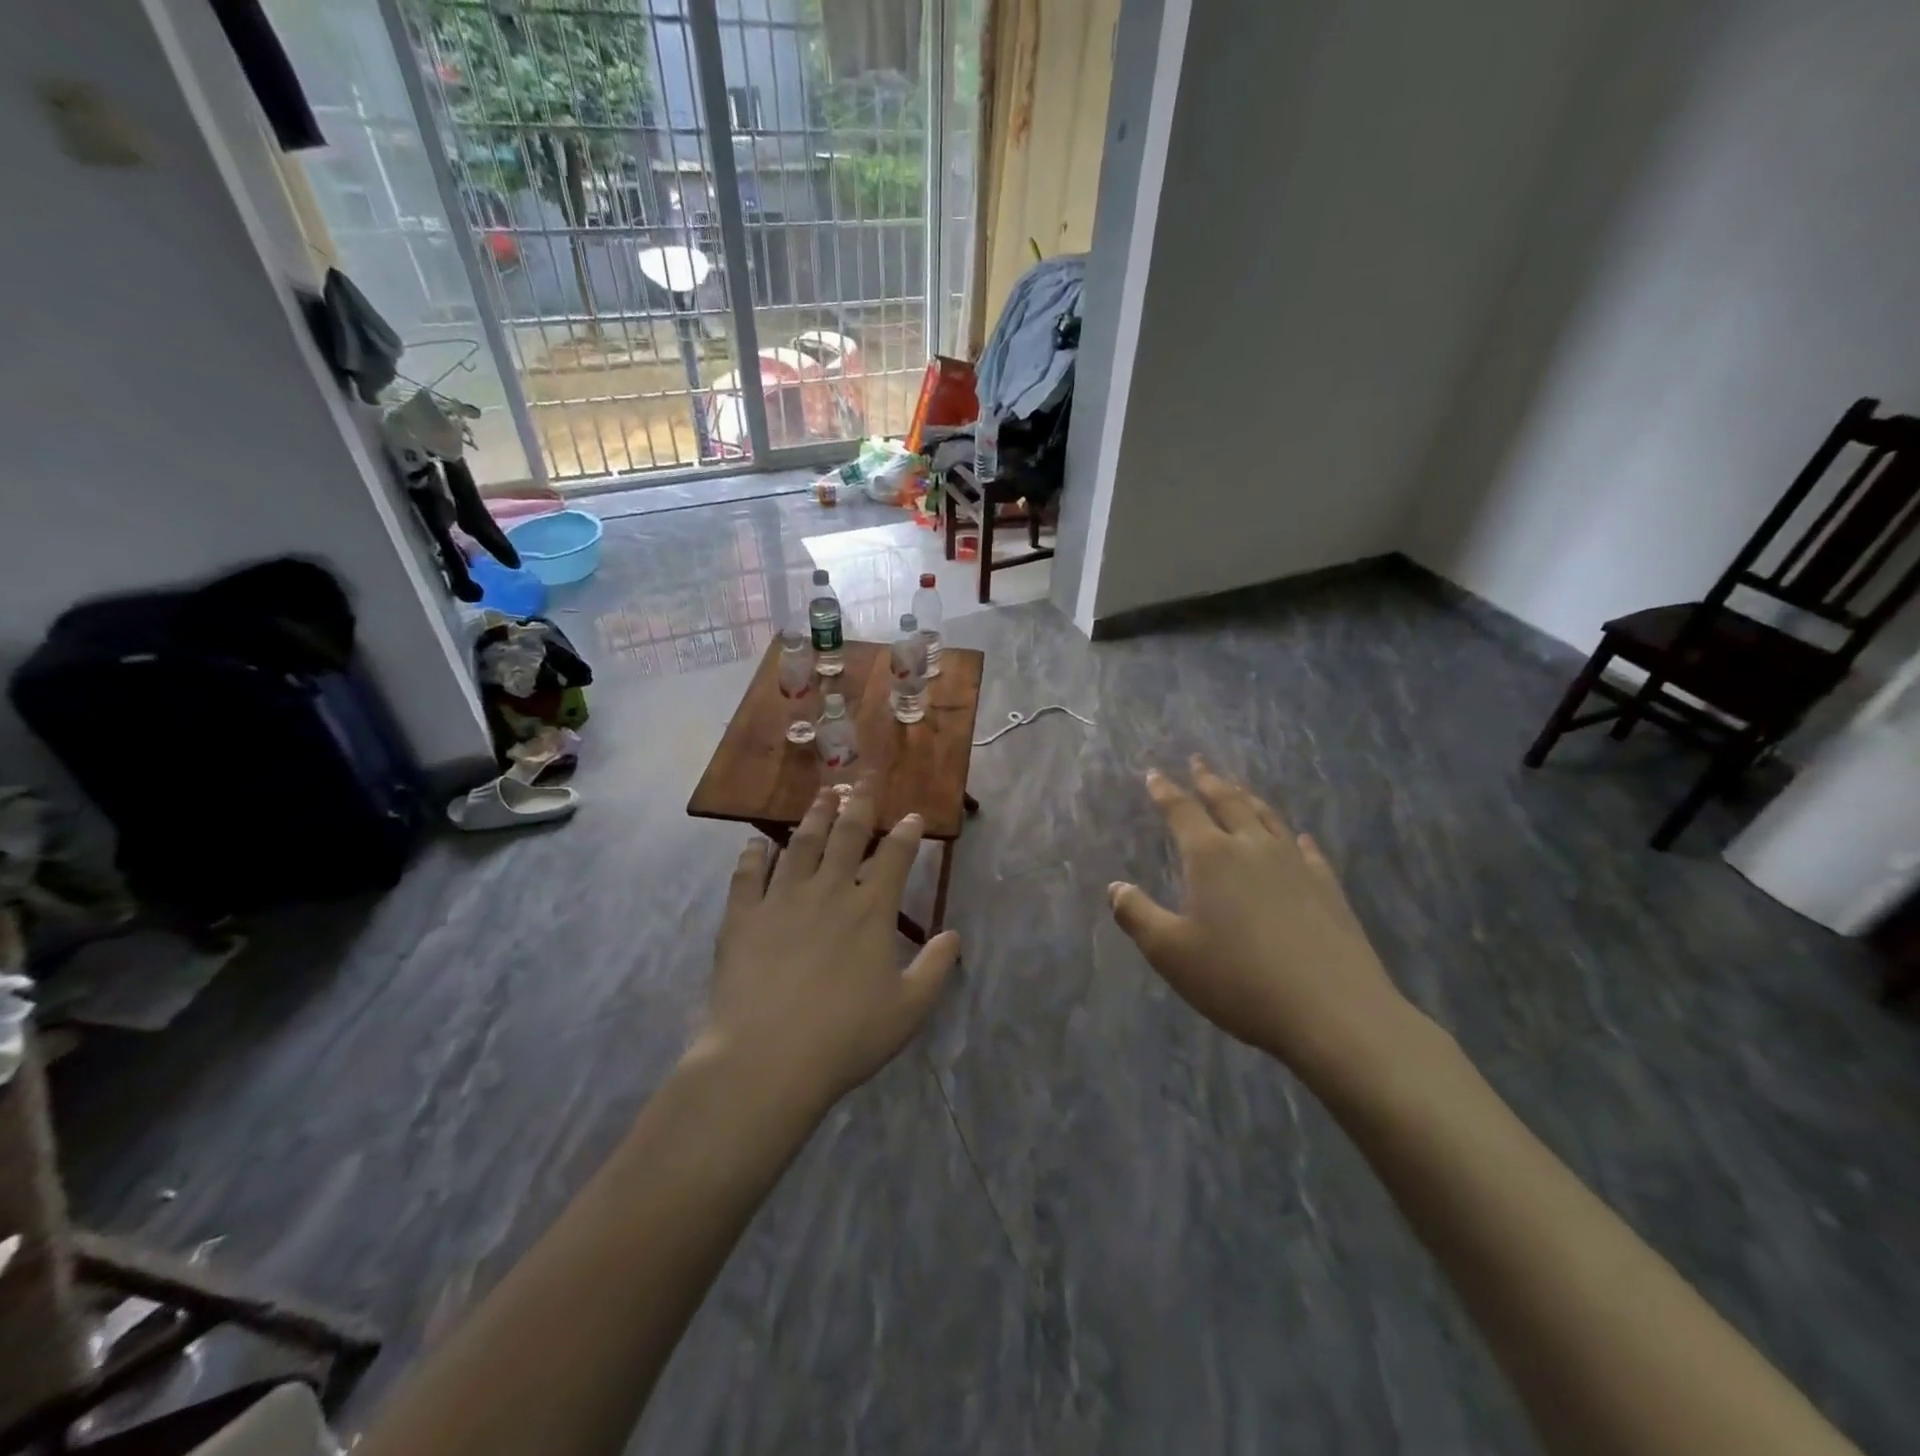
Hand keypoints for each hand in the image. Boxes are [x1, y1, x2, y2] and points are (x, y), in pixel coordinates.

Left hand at [695, 780, 959, 1110]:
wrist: (767, 1059)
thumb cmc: (846, 1037)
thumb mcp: (909, 1009)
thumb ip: (936, 967)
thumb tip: (953, 934)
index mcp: (871, 910)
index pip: (894, 857)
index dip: (906, 832)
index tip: (912, 815)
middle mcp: (829, 891)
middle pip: (847, 835)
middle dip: (860, 803)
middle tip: (865, 777)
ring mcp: (782, 900)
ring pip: (801, 844)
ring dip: (814, 815)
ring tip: (823, 793)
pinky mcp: (742, 917)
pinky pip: (747, 875)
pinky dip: (754, 855)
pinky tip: (757, 842)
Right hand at [1108, 757, 1415, 1081]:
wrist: (1332, 1012)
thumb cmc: (1238, 980)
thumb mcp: (1170, 953)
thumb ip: (1137, 915)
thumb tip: (1115, 887)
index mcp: (1211, 857)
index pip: (1182, 812)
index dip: (1165, 791)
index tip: (1154, 774)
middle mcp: (1252, 848)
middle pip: (1228, 802)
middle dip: (1209, 781)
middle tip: (1198, 762)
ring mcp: (1295, 864)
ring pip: (1267, 818)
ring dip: (1248, 798)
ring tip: (1238, 788)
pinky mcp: (1328, 887)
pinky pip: (1306, 849)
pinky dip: (1294, 837)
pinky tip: (1298, 838)